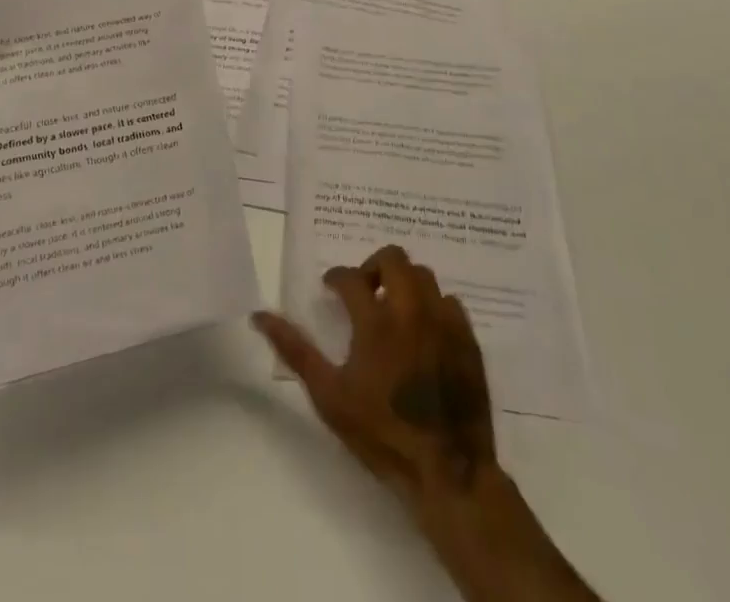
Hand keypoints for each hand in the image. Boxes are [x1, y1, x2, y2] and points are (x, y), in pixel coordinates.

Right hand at [253, 244, 495, 513]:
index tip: (330, 289)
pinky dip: (433, 305)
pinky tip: (424, 330)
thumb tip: (260, 316)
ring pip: (424, 275)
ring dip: (404, 282)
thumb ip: (295, 351)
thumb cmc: (381, 434)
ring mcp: (444, 322)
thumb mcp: (329, 396)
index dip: (335, 277)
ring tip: (393, 308)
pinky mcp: (468, 340)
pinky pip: (450, 302)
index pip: (350, 276)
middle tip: (365, 291)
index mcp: (375, 321)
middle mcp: (411, 310)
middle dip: (373, 266)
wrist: (447, 472)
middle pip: (394, 258)